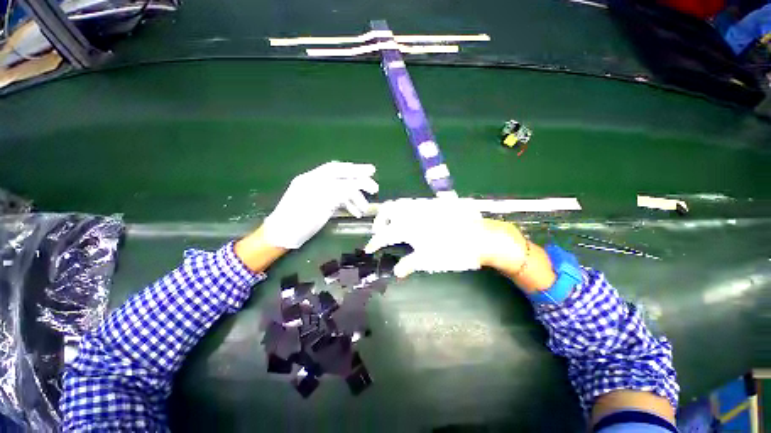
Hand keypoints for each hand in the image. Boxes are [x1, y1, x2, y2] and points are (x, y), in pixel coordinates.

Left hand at [261, 161, 378, 248]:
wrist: (281, 235)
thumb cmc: (298, 221)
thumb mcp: (320, 206)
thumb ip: (338, 192)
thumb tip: (357, 185)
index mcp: (312, 179)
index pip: (338, 170)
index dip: (356, 170)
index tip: (372, 172)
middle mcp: (315, 182)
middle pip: (341, 177)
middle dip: (359, 181)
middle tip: (374, 187)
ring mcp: (318, 192)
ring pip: (341, 190)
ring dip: (355, 197)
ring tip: (365, 209)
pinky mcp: (320, 202)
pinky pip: (337, 199)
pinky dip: (348, 203)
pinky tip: (355, 212)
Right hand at [364, 197, 522, 276]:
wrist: (482, 236)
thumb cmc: (453, 251)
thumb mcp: (429, 260)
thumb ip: (409, 264)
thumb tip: (397, 271)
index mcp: (408, 226)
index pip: (384, 235)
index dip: (374, 242)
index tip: (369, 249)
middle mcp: (412, 211)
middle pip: (387, 209)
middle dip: (380, 220)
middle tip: (381, 233)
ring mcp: (423, 205)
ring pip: (400, 203)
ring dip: (392, 213)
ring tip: (394, 226)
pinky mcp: (434, 203)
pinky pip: (413, 203)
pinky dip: (405, 210)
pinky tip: (412, 220)